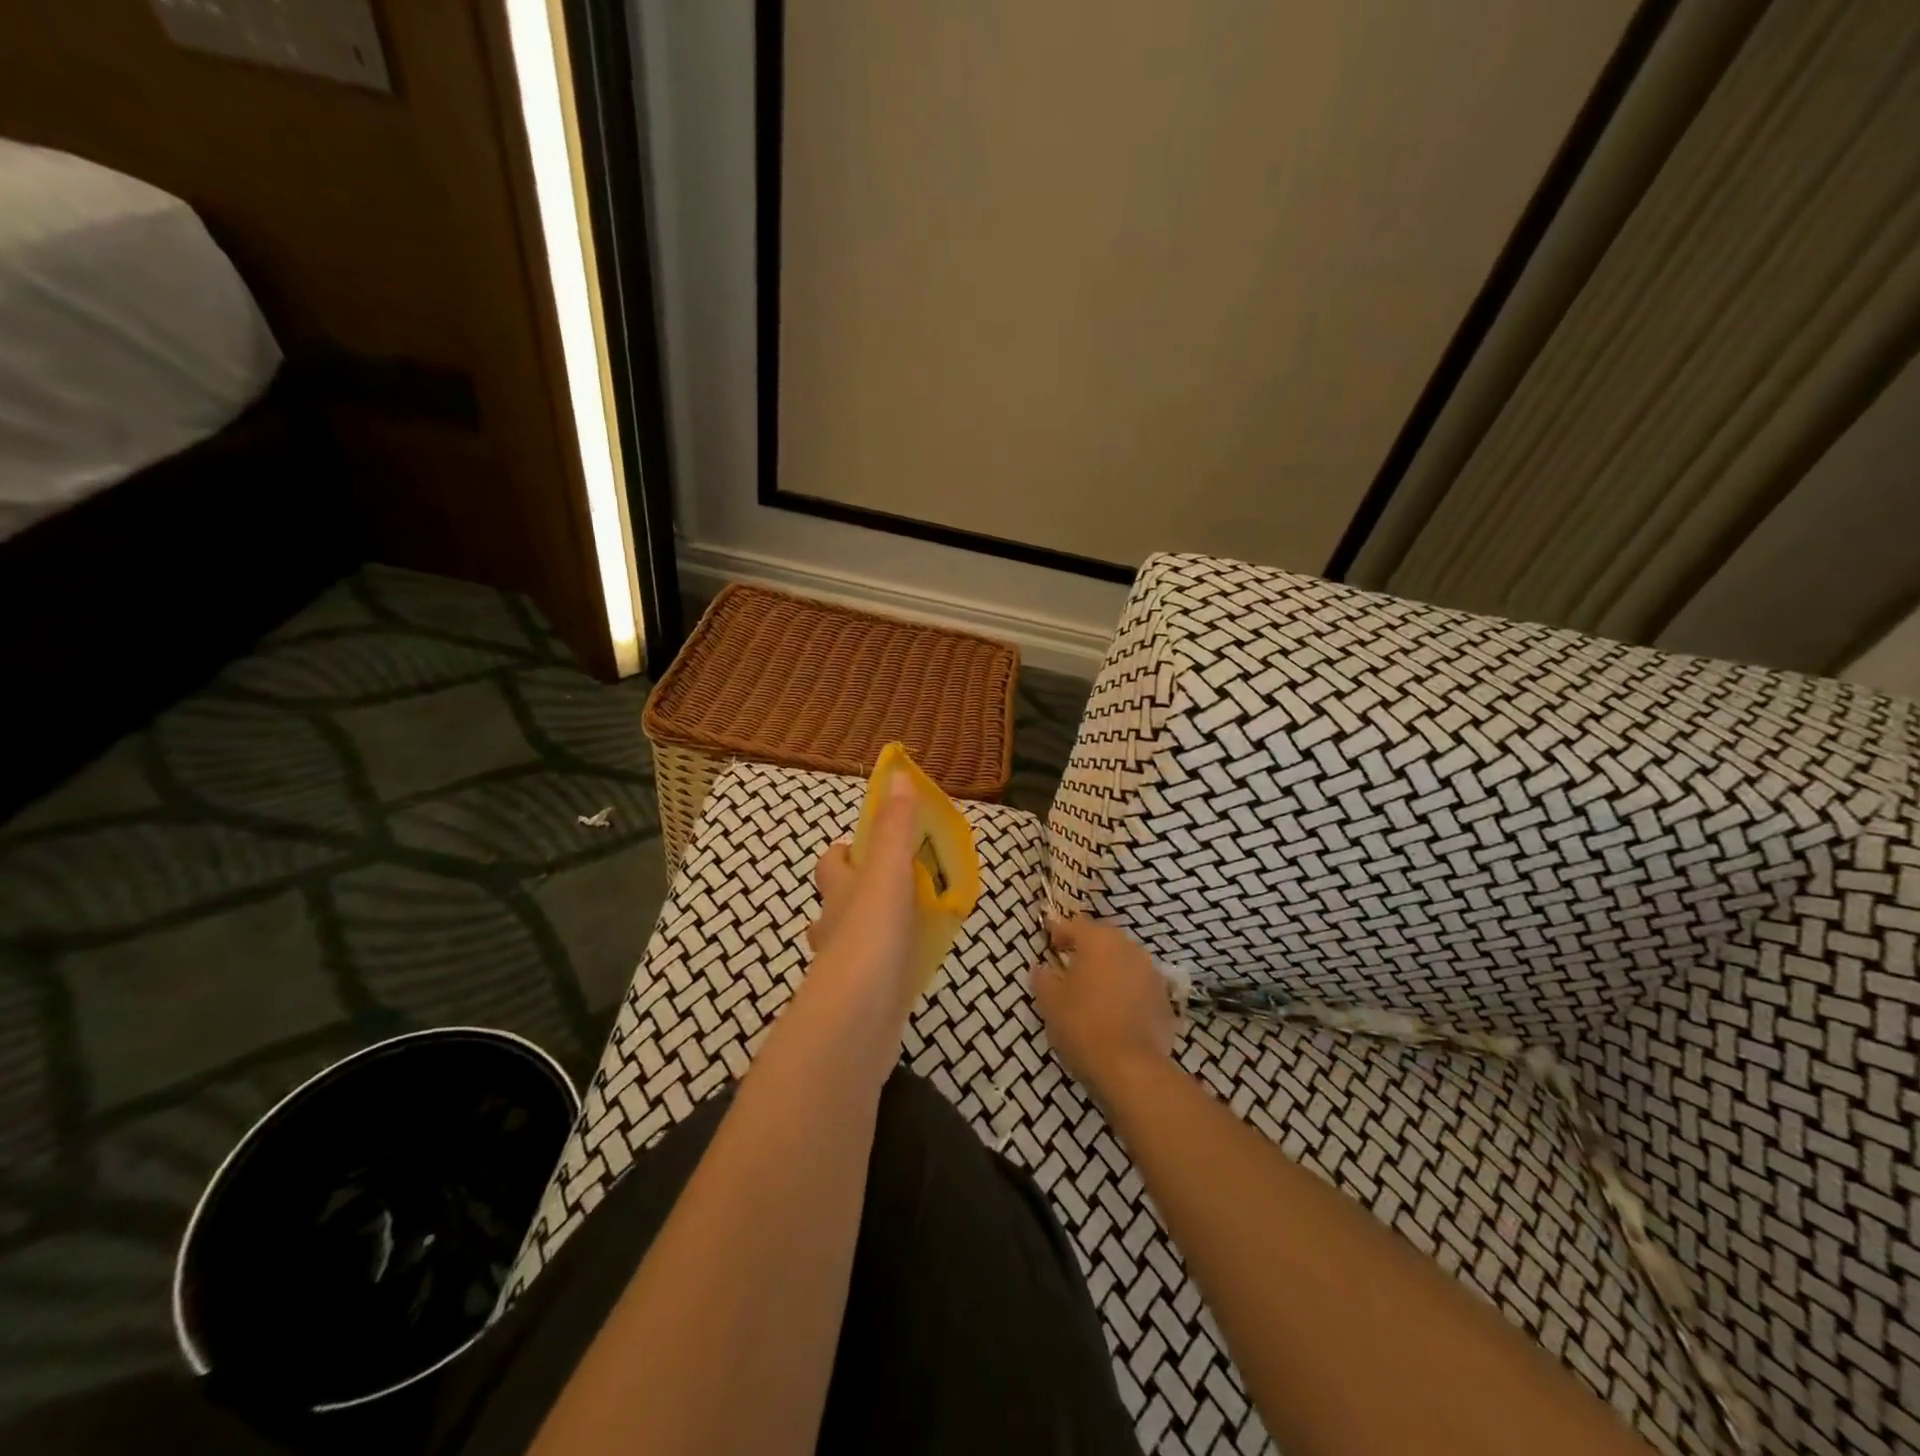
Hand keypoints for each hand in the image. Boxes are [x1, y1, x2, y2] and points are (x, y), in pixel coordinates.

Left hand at [805, 773, 921, 1022]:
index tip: (876, 845)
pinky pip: (872, 974)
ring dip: (875, 929)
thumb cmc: (872, 935)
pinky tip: (912, 967)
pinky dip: (887, 966)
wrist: (857, 1020)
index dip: (847, 851)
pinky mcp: (859, 1002)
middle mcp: (833, 926)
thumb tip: (897, 774)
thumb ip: (894, 827)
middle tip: (905, 884)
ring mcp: (842, 968)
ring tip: (914, 924)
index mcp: (839, 892)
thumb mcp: (888, 872)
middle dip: (862, 890)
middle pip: (839, 901)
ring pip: (853, 939)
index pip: (831, 862)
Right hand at [1030, 917, 1179, 1106]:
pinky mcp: (1165, 999)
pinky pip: (1139, 986)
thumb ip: (1043, 978)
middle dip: (1087, 949)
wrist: (1130, 1069)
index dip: (1060, 932)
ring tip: (1094, 989)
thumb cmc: (1082, 1025)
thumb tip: (1040, 967)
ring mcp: (1152, 973)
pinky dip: (1127, 991)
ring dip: (1109, 969)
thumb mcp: (1050, 1002)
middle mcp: (1129, 948)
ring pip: (1125, 961)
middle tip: (1070, 965)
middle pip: (1104, 940)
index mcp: (1099, 941)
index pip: (1075, 925)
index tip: (1050, 944)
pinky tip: (1116, 1011)